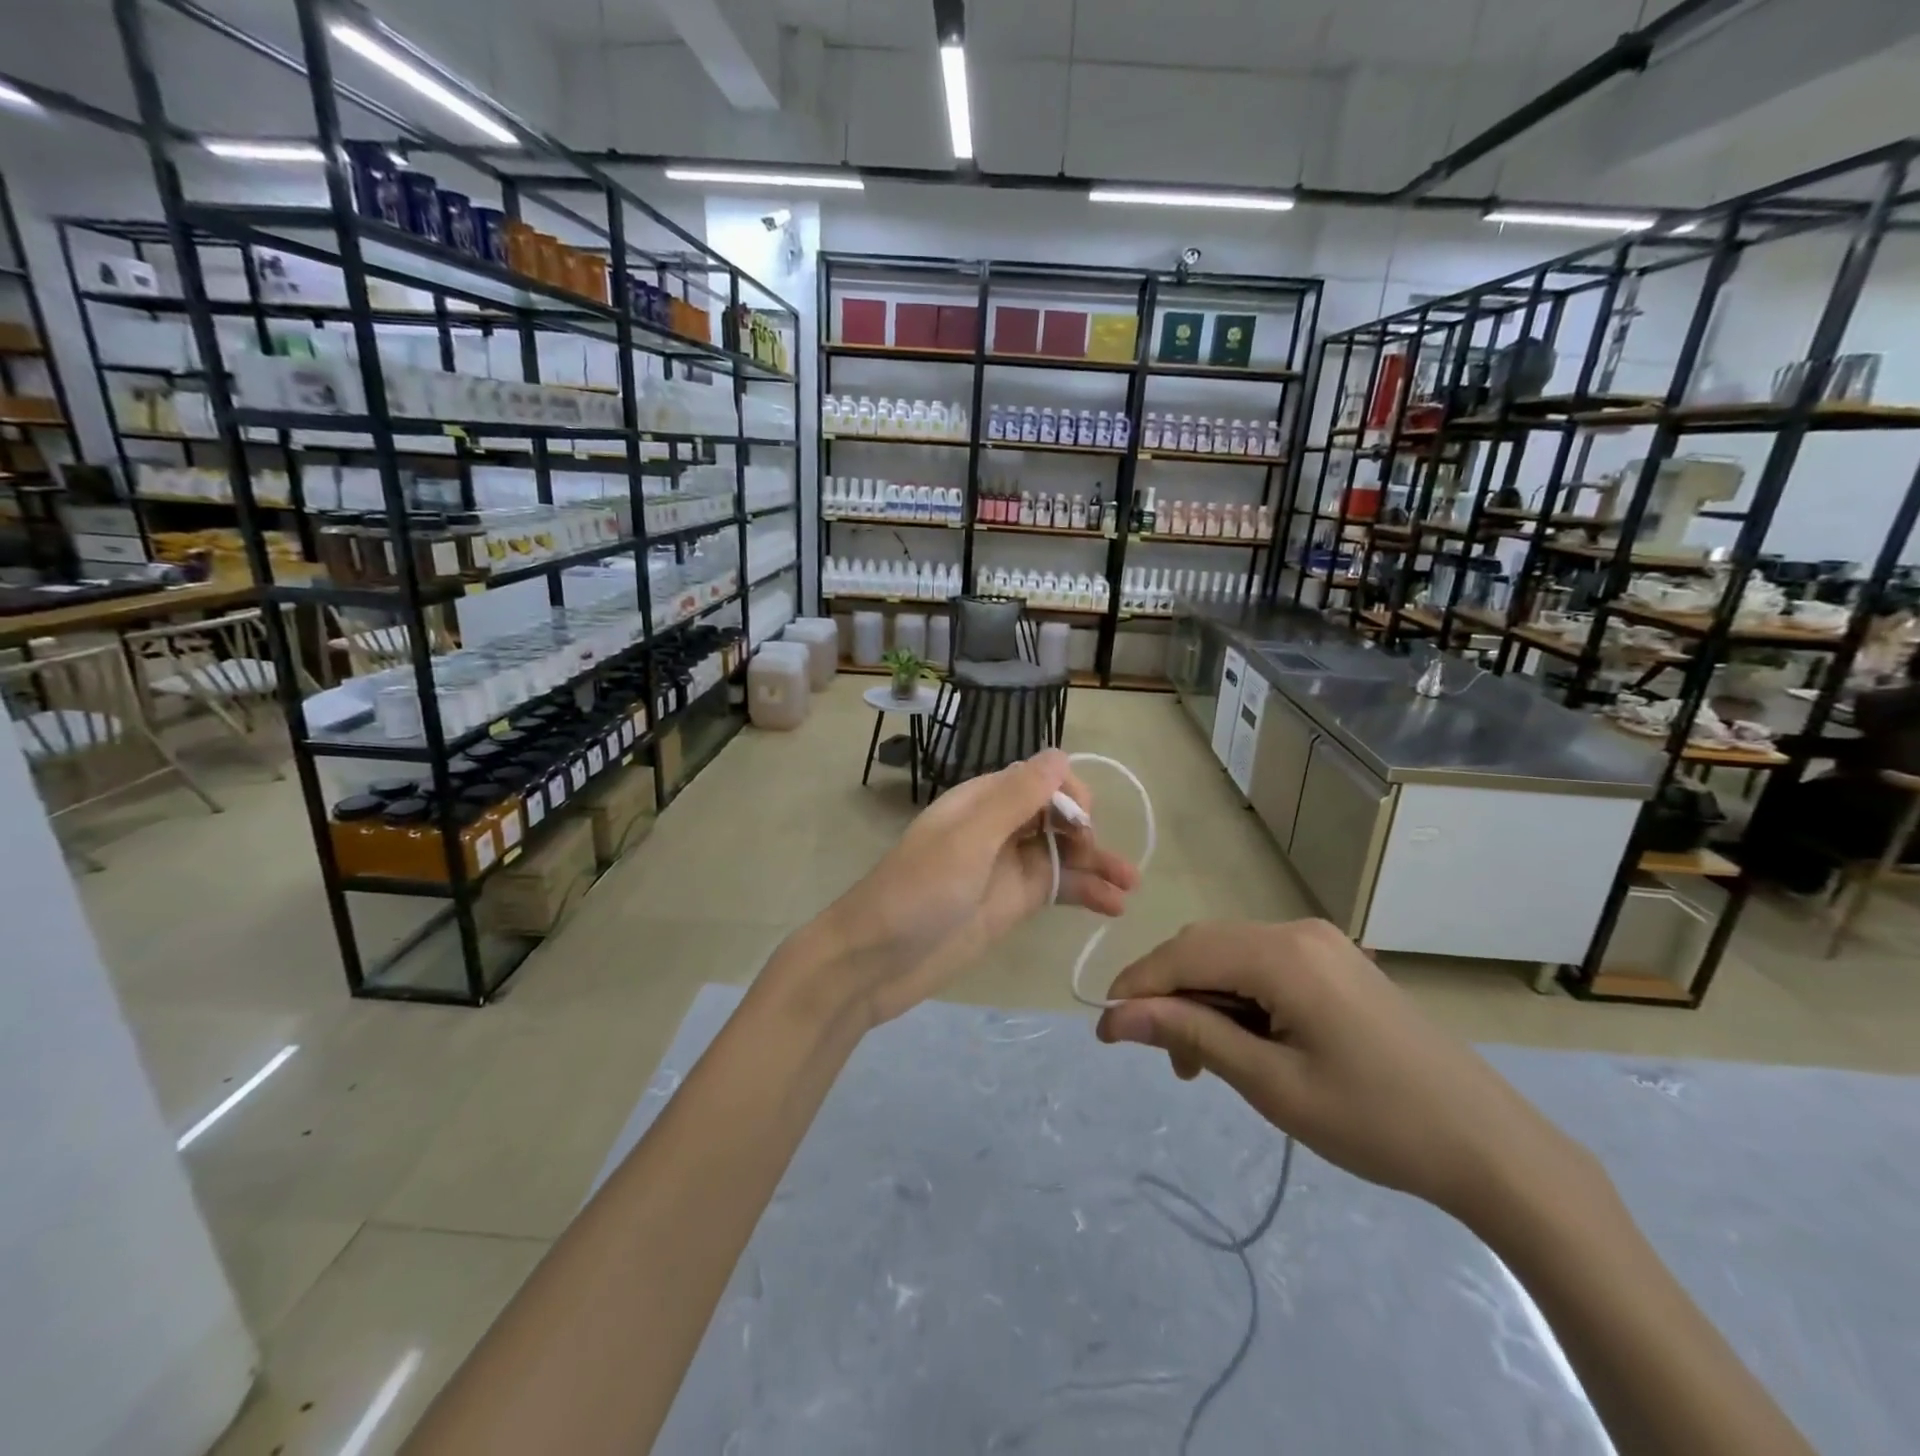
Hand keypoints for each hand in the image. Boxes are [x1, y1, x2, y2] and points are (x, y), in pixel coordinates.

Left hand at [812, 750, 1138, 1028]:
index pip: (1037, 778)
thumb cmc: (918, 893)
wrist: (875, 962)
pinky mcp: (1011, 904)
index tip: (1084, 821)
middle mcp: (997, 828)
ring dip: (1097, 863)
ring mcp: (1005, 868)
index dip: (1067, 793)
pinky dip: (1086, 893)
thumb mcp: (968, 840)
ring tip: (1131, 885)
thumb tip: (1059, 755)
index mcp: (981, 801)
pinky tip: (1114, 906)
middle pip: (1055, 814)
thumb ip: (1015, 798)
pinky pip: (1056, 889)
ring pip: (1062, 853)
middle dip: (1086, 829)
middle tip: (1103, 860)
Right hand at [1095, 919, 1586, 1223]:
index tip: (1104, 1032)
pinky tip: (1244, 1041)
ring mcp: (1321, 943)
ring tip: (1204, 1061)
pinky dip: (1237, 998)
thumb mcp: (1272, 1084)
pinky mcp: (1335, 962)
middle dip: (1170, 995)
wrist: (1492, 1147)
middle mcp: (1297, 931)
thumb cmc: (1377, 1123)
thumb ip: (1191, 1035)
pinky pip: (1263, 966)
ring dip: (1202, 999)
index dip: (1136, 988)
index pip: (1182, 954)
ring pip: (1230, 955)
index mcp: (1283, 954)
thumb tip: (1116, 1016)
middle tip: (1165, 1059)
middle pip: (1204, 947)